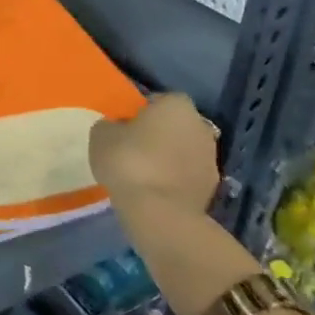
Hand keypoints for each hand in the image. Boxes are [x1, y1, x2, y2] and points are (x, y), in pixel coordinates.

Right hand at [90, 93, 219, 222]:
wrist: (160, 213)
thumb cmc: (128, 162)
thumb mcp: (101, 136)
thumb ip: (111, 126)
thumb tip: (118, 129)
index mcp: (176, 105)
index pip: (156, 101)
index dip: (138, 113)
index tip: (124, 128)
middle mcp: (200, 126)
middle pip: (174, 126)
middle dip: (158, 135)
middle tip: (132, 150)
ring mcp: (211, 158)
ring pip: (183, 151)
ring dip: (168, 159)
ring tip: (142, 175)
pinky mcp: (213, 188)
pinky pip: (187, 176)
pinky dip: (174, 180)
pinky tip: (154, 192)